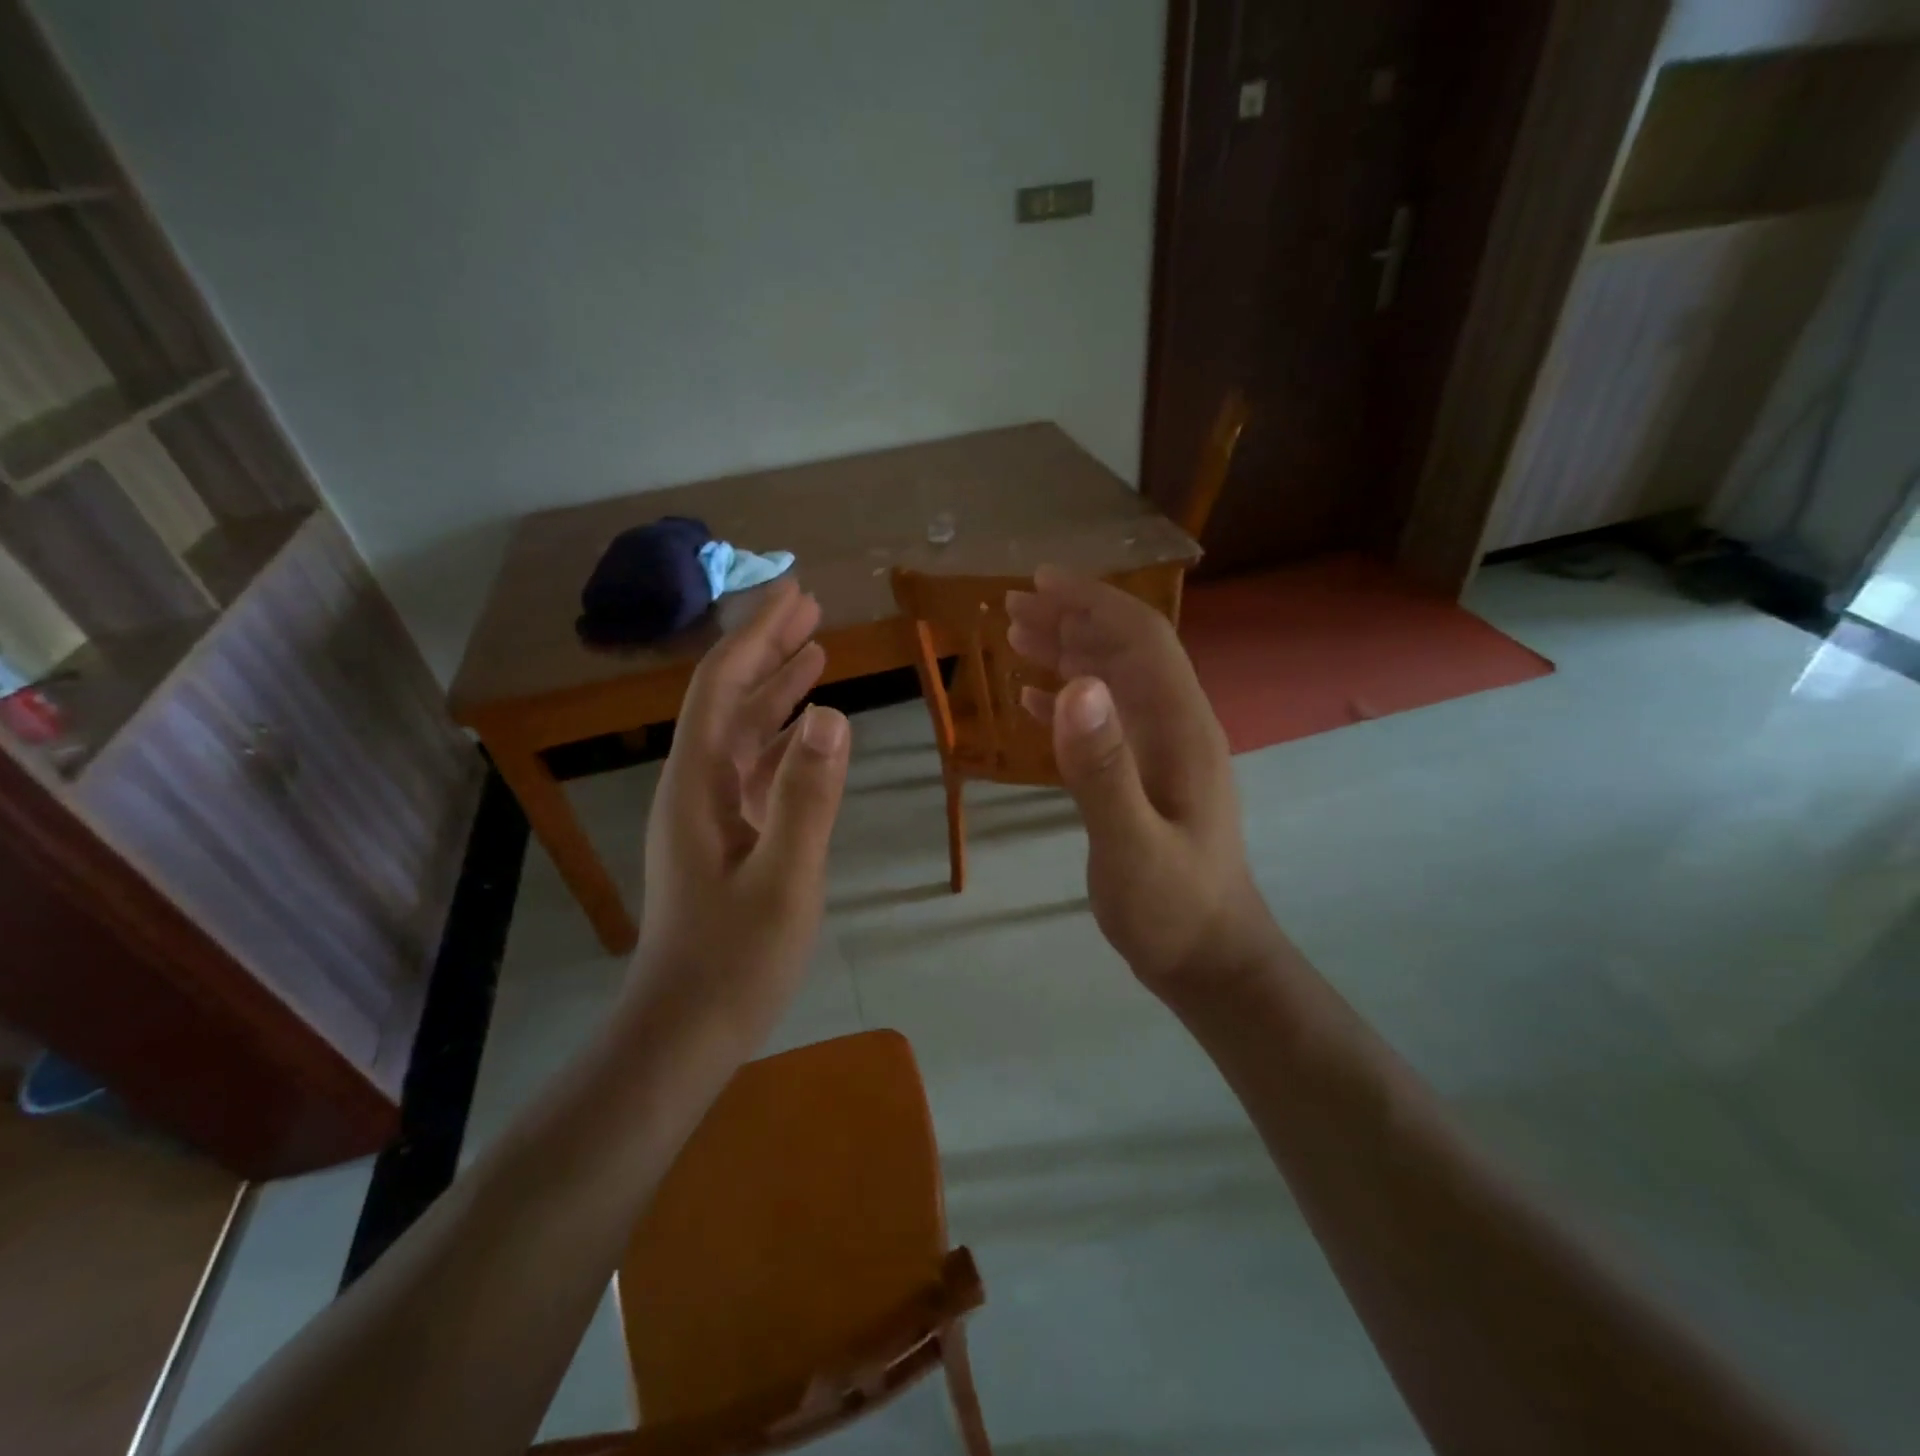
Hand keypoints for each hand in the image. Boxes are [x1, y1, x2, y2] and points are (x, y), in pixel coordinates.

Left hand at [631, 578, 850, 1046]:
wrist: (685, 1030)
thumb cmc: (734, 960)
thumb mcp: (784, 880)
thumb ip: (808, 797)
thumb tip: (832, 715)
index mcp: (698, 785)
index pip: (722, 687)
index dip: (757, 636)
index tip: (795, 594)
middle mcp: (697, 787)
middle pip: (729, 699)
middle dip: (767, 649)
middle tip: (810, 608)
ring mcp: (711, 813)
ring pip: (743, 732)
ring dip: (777, 690)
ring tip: (816, 652)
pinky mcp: (728, 838)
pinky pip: (756, 769)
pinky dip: (783, 740)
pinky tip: (808, 731)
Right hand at [1006, 568, 1279, 992]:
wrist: (1211, 960)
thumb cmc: (1173, 908)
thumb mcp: (1132, 844)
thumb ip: (1103, 768)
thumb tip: (1073, 684)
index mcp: (1180, 728)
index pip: (1140, 638)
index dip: (1091, 602)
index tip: (1038, 582)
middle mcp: (1176, 727)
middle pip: (1126, 650)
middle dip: (1073, 618)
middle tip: (1013, 605)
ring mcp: (1162, 753)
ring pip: (1114, 681)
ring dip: (1069, 652)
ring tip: (1018, 636)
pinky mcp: (1146, 777)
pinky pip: (1105, 721)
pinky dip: (1069, 700)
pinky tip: (1034, 699)